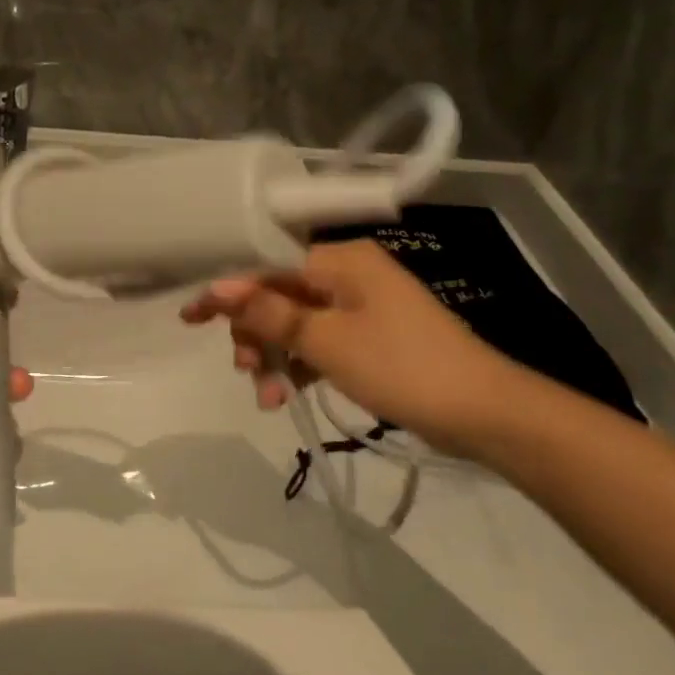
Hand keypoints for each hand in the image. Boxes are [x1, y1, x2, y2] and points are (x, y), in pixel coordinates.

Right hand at [179, 240, 515, 454]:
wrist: (483, 413)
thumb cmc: (401, 367)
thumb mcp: (327, 341)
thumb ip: (271, 313)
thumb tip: (219, 286)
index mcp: (340, 261)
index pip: (267, 267)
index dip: (227, 292)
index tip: (190, 317)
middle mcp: (348, 275)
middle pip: (279, 295)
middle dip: (254, 332)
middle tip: (242, 369)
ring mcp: (360, 308)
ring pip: (296, 323)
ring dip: (273, 356)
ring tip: (266, 397)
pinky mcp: (370, 338)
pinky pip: (319, 343)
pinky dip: (299, 366)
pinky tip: (284, 395)